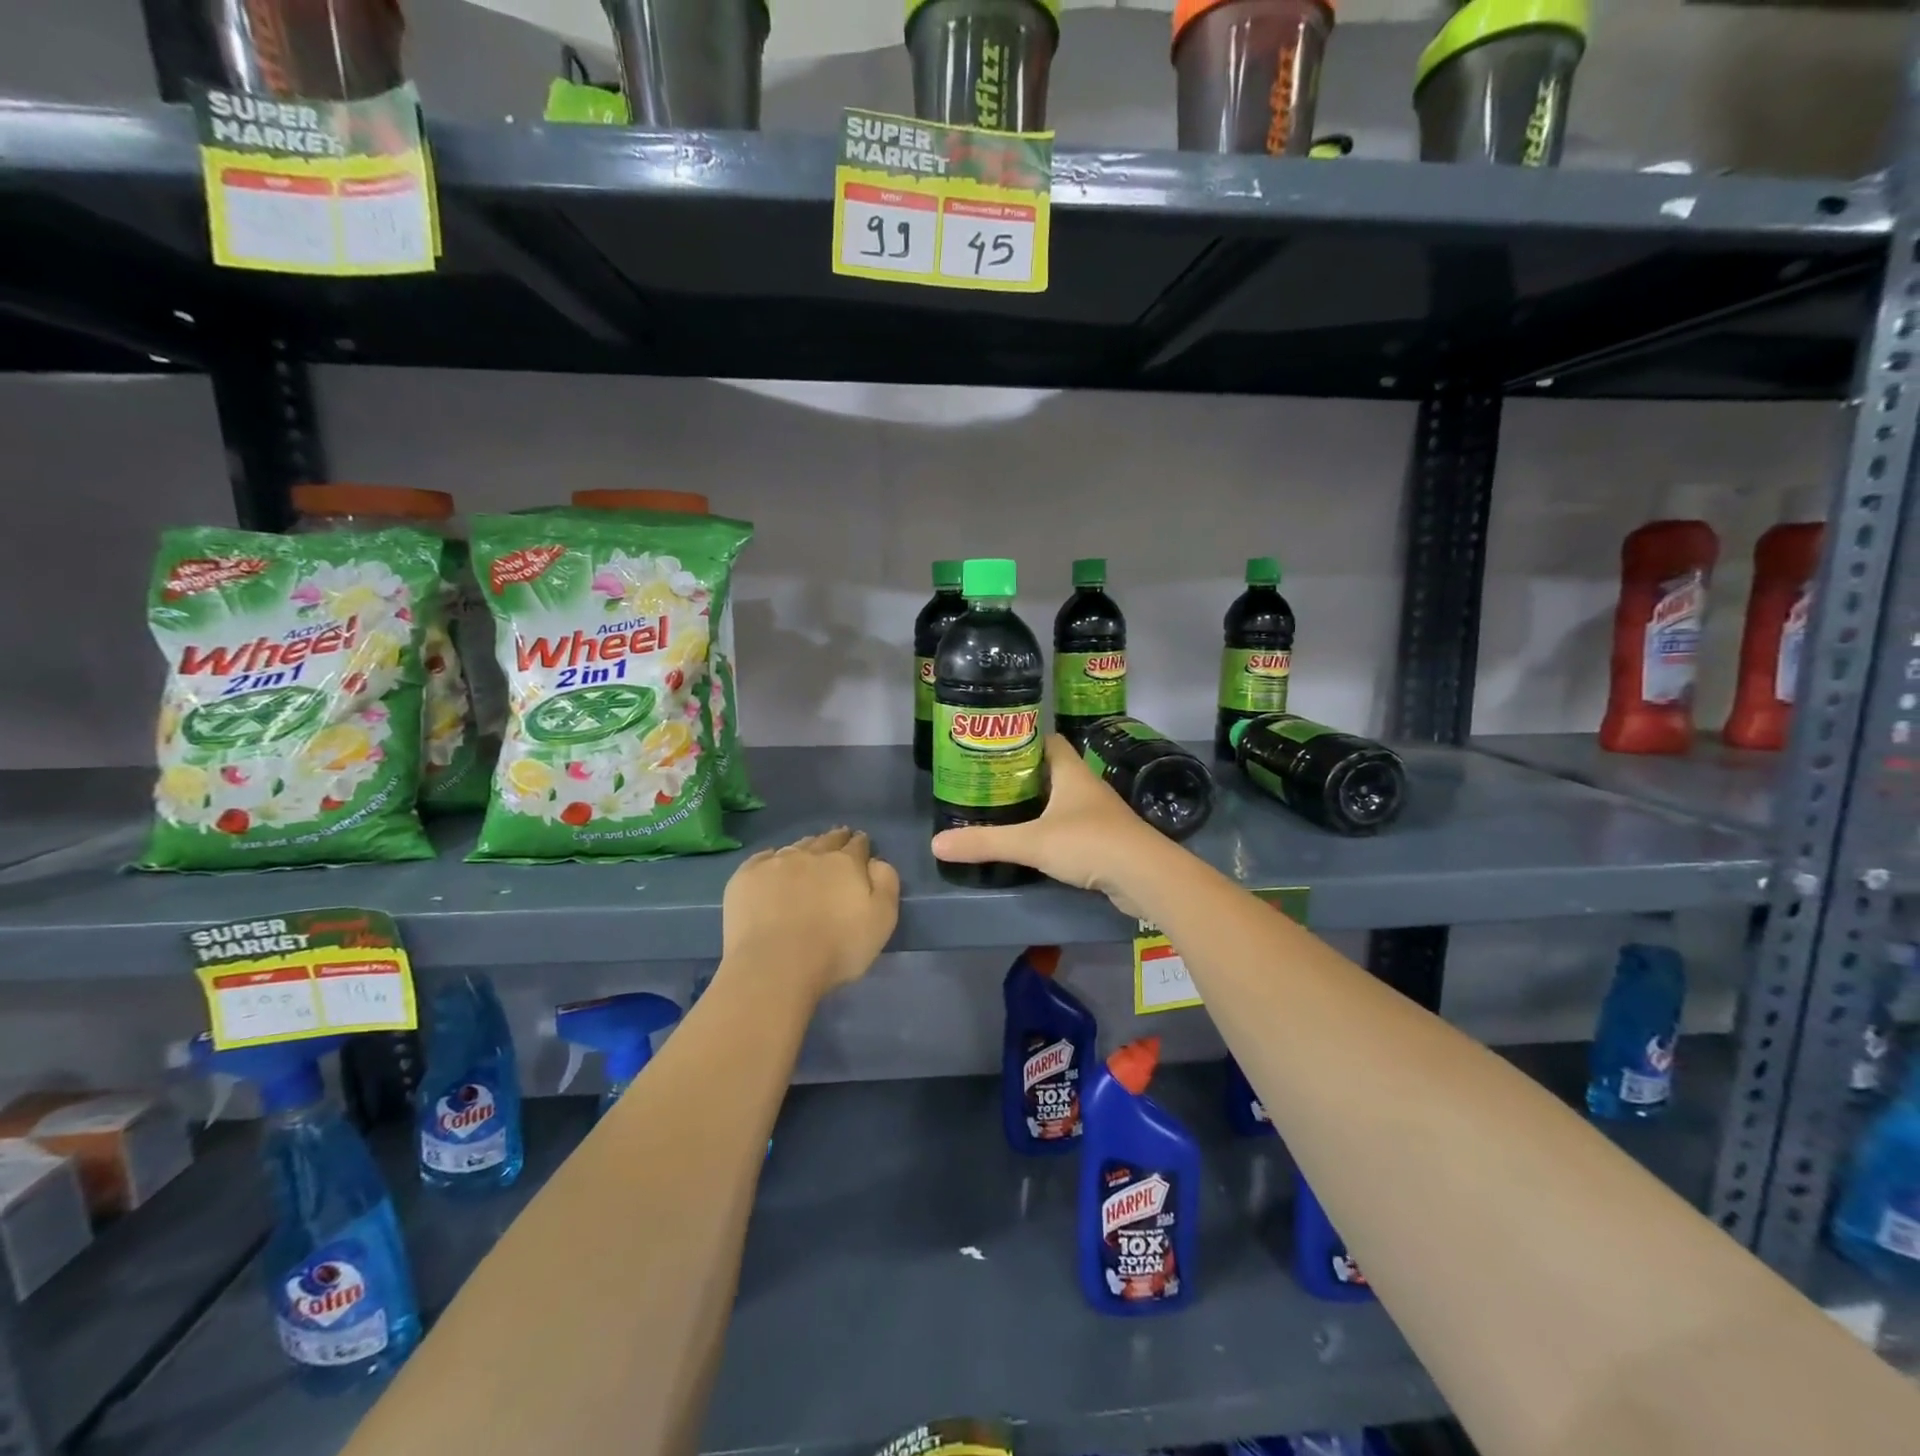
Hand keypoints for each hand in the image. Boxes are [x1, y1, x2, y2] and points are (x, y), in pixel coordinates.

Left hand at [721, 827, 899, 1001]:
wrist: (775, 966)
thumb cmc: (837, 948)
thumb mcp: (882, 920)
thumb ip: (886, 883)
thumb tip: (876, 861)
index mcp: (845, 863)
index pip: (857, 845)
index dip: (861, 844)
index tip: (861, 844)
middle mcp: (811, 854)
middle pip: (826, 840)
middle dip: (835, 839)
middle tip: (838, 841)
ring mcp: (775, 863)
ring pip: (796, 847)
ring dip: (806, 848)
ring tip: (808, 855)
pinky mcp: (746, 876)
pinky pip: (763, 858)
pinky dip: (772, 859)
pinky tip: (772, 867)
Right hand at [932, 735, 1164, 915]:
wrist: (1145, 876)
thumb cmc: (1089, 843)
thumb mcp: (1031, 842)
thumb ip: (985, 842)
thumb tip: (937, 844)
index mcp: (1071, 772)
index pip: (1047, 741)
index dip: (1022, 740)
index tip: (994, 748)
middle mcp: (1086, 786)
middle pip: (1052, 770)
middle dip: (1024, 775)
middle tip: (990, 783)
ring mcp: (1099, 814)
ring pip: (1063, 799)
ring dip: (1039, 803)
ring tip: (1005, 811)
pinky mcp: (1106, 840)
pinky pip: (1073, 826)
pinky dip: (1054, 829)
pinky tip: (1036, 841)